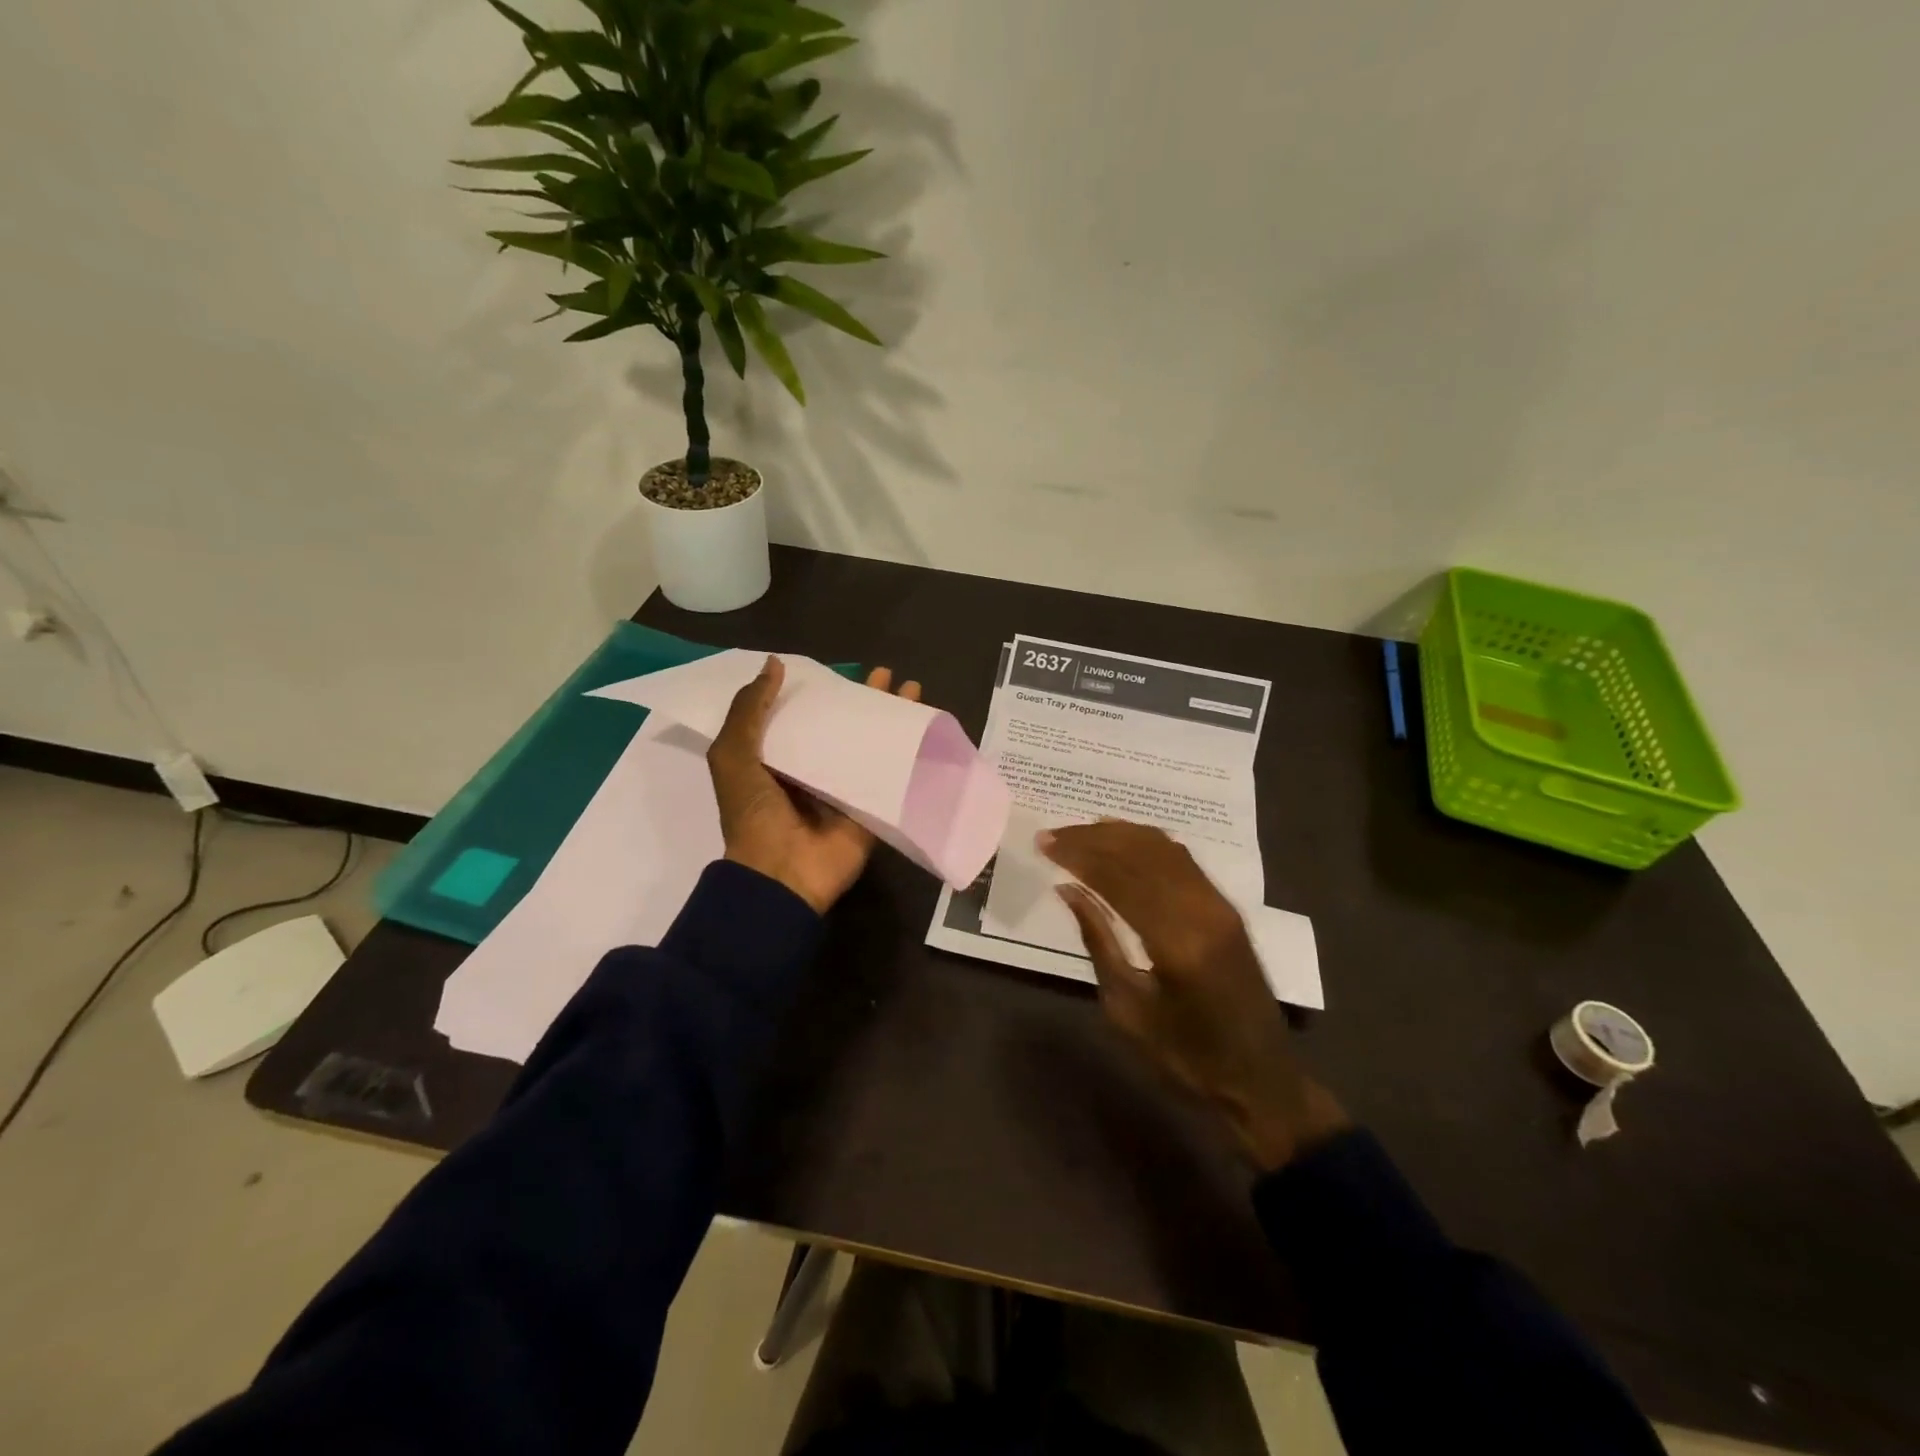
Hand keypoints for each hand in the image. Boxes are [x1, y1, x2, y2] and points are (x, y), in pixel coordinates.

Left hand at [707, 656, 921, 914]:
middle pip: (843, 727)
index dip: (820, 692)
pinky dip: (910, 753)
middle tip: (884, 674)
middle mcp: (813, 770)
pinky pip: (892, 775)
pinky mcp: (870, 807)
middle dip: (864, 701)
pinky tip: (927, 729)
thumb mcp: (732, 754)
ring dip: (892, 719)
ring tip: (913, 689)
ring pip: (872, 745)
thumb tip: (774, 664)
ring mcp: (845, 789)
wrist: (781, 873)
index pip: (803, 716)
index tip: (839, 670)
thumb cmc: (753, 812)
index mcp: (778, 758)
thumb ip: (749, 710)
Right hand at [1041, 821, 1347, 1170]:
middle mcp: (1202, 911)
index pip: (1118, 879)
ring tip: (1080, 832)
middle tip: (1054, 834)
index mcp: (1176, 943)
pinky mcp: (1227, 907)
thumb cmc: (1185, 1056)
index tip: (1044, 843)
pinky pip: (1182, 860)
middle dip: (1092, 839)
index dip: (1078, 855)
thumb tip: (1067, 889)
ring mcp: (1219, 905)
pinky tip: (1121, 841)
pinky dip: (1147, 843)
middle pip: (1140, 854)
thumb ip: (1098, 940)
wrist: (1260, 1077)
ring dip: (1119, 835)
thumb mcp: (1127, 1008)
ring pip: (1163, 849)